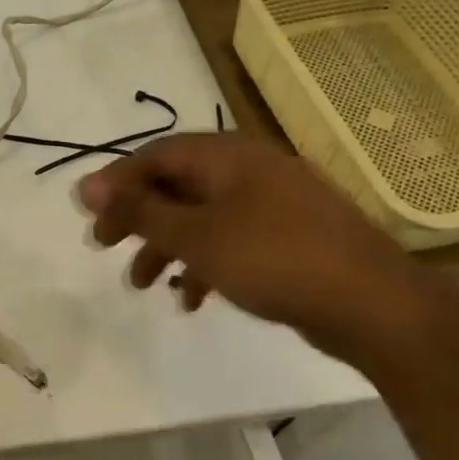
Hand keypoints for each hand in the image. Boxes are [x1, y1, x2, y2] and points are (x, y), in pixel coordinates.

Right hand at [77, 133, 430, 358]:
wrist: (372, 304)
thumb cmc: (273, 258)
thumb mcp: (195, 235)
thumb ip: (140, 210)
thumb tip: (86, 186)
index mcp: (227, 156)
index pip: (155, 156)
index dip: (116, 182)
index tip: (87, 215)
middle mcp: (249, 170)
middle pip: (176, 185)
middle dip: (137, 217)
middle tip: (104, 245)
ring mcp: (273, 204)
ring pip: (201, 216)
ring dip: (166, 246)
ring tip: (142, 284)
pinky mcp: (287, 237)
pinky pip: (230, 240)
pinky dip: (203, 263)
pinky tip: (191, 299)